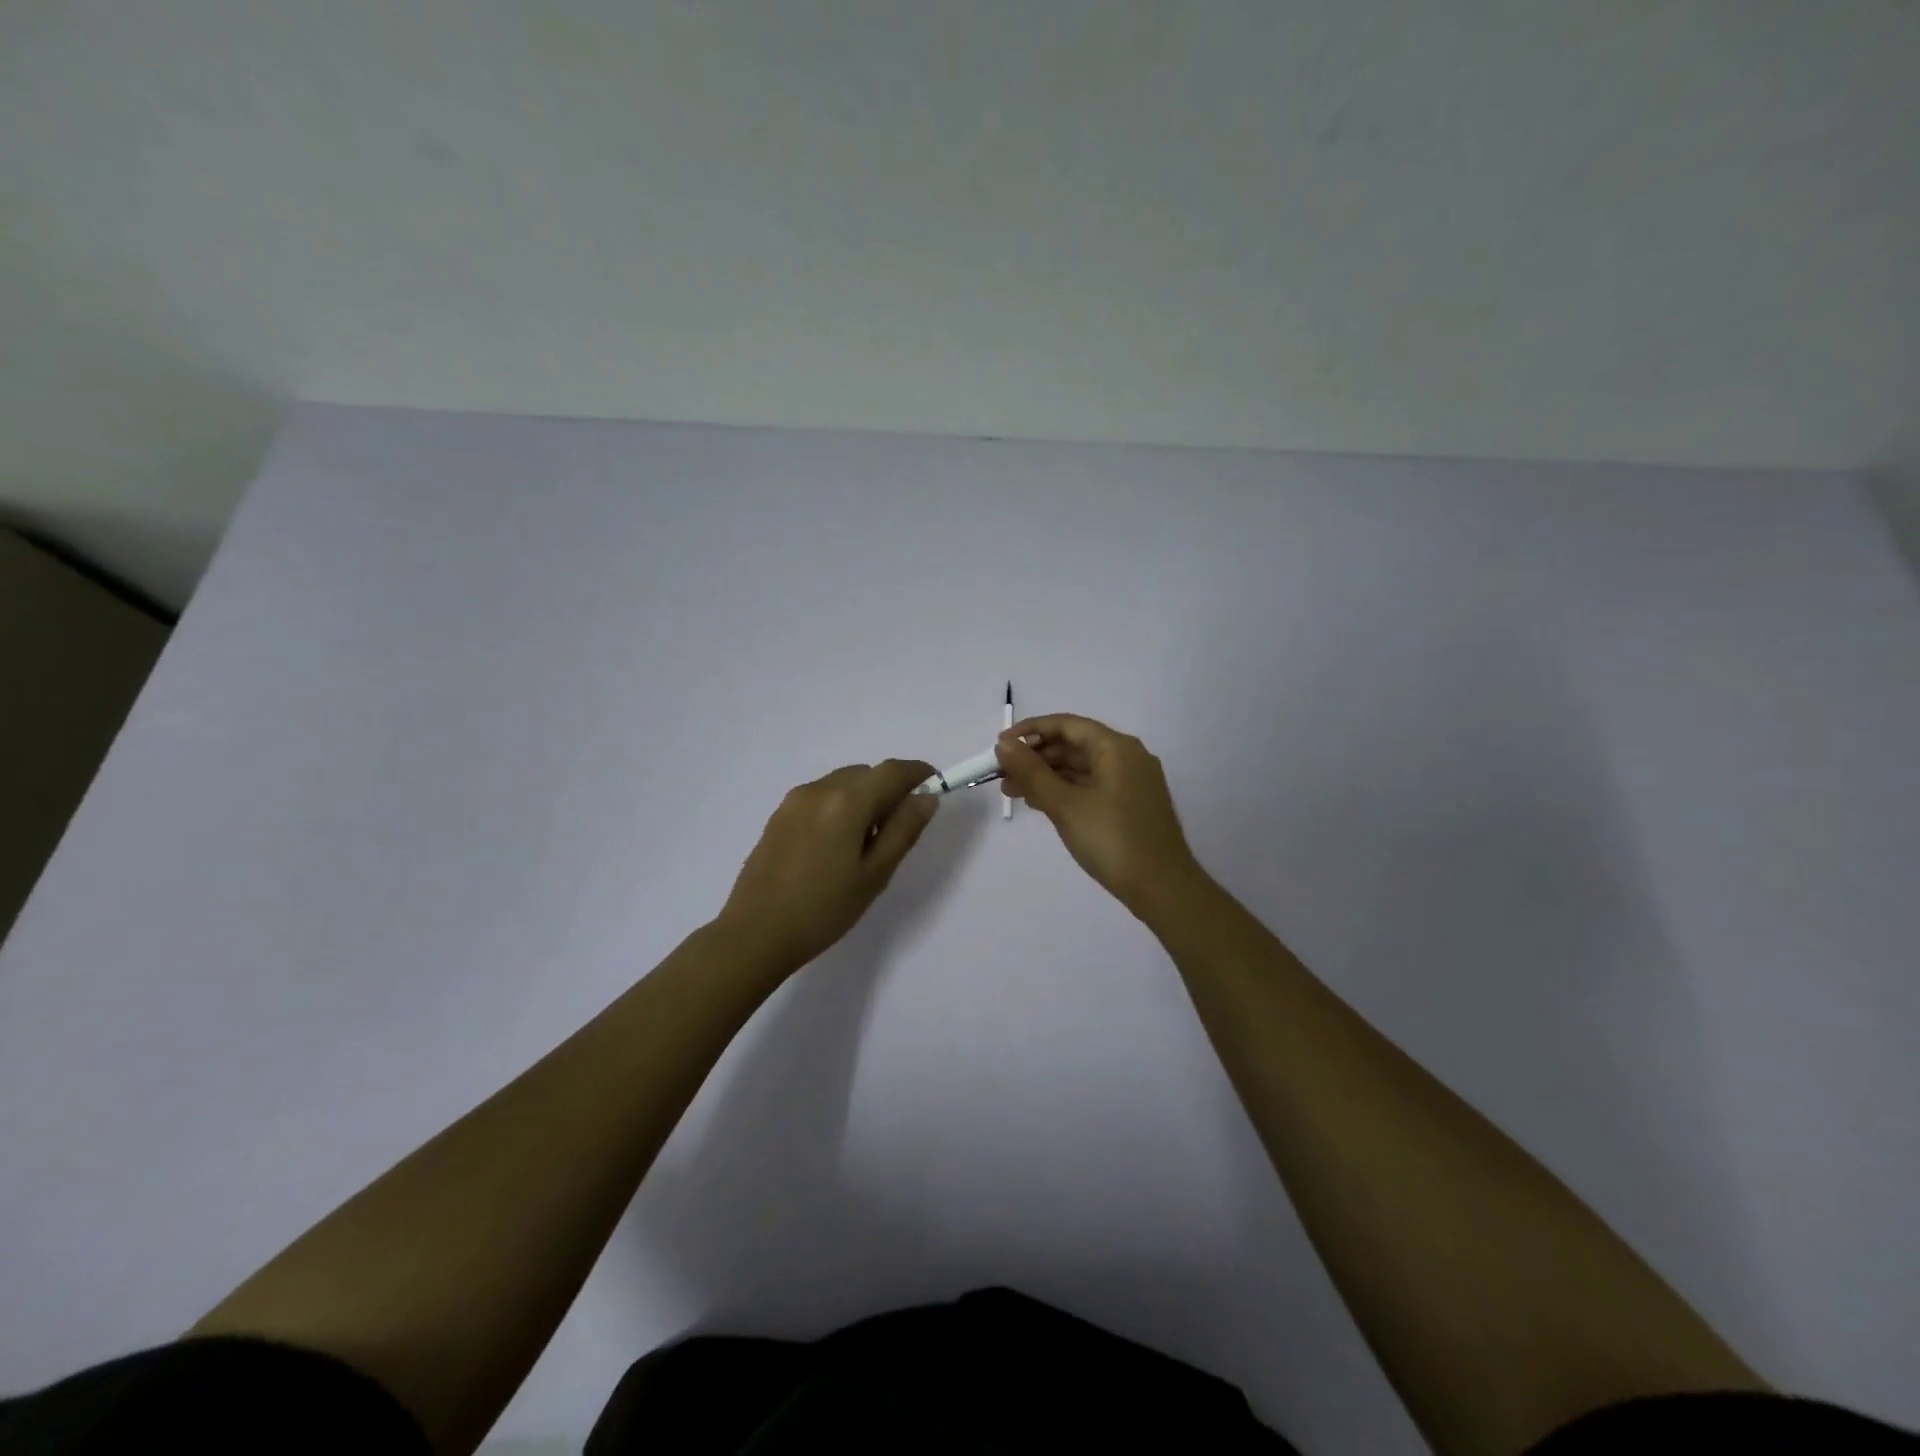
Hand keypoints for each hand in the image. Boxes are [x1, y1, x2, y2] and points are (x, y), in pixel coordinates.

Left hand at [715, 759, 940, 972]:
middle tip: (900, 828)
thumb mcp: (874, 875)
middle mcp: (818, 789)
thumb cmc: (823, 910)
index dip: (918, 773)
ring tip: (866, 843)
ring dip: (864, 798)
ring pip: (842, 784)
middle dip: (890, 789)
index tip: (935, 788)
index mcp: (845, 801)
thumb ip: (903, 830)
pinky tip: (837, 846)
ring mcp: (793, 801)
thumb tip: (926, 798)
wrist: (754, 934)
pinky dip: (840, 806)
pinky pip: (821, 797)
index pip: (892, 771)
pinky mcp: (778, 816)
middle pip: (866, 774)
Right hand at [995, 715, 1205, 917]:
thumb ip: (1032, 772)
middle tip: (1001, 775)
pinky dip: (1064, 790)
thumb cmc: (1112, 840)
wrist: (1163, 889)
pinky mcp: (1130, 805)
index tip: (1000, 746)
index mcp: (1116, 747)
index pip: (1067, 724)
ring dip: (1046, 776)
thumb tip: (1004, 746)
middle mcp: (1127, 757)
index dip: (1030, 731)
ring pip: (1081, 768)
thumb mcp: (1065, 805)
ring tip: (1012, 793)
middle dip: (1035, 757)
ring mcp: (1131, 782)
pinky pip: (1091, 786)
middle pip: (1074, 745)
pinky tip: (1040, 804)